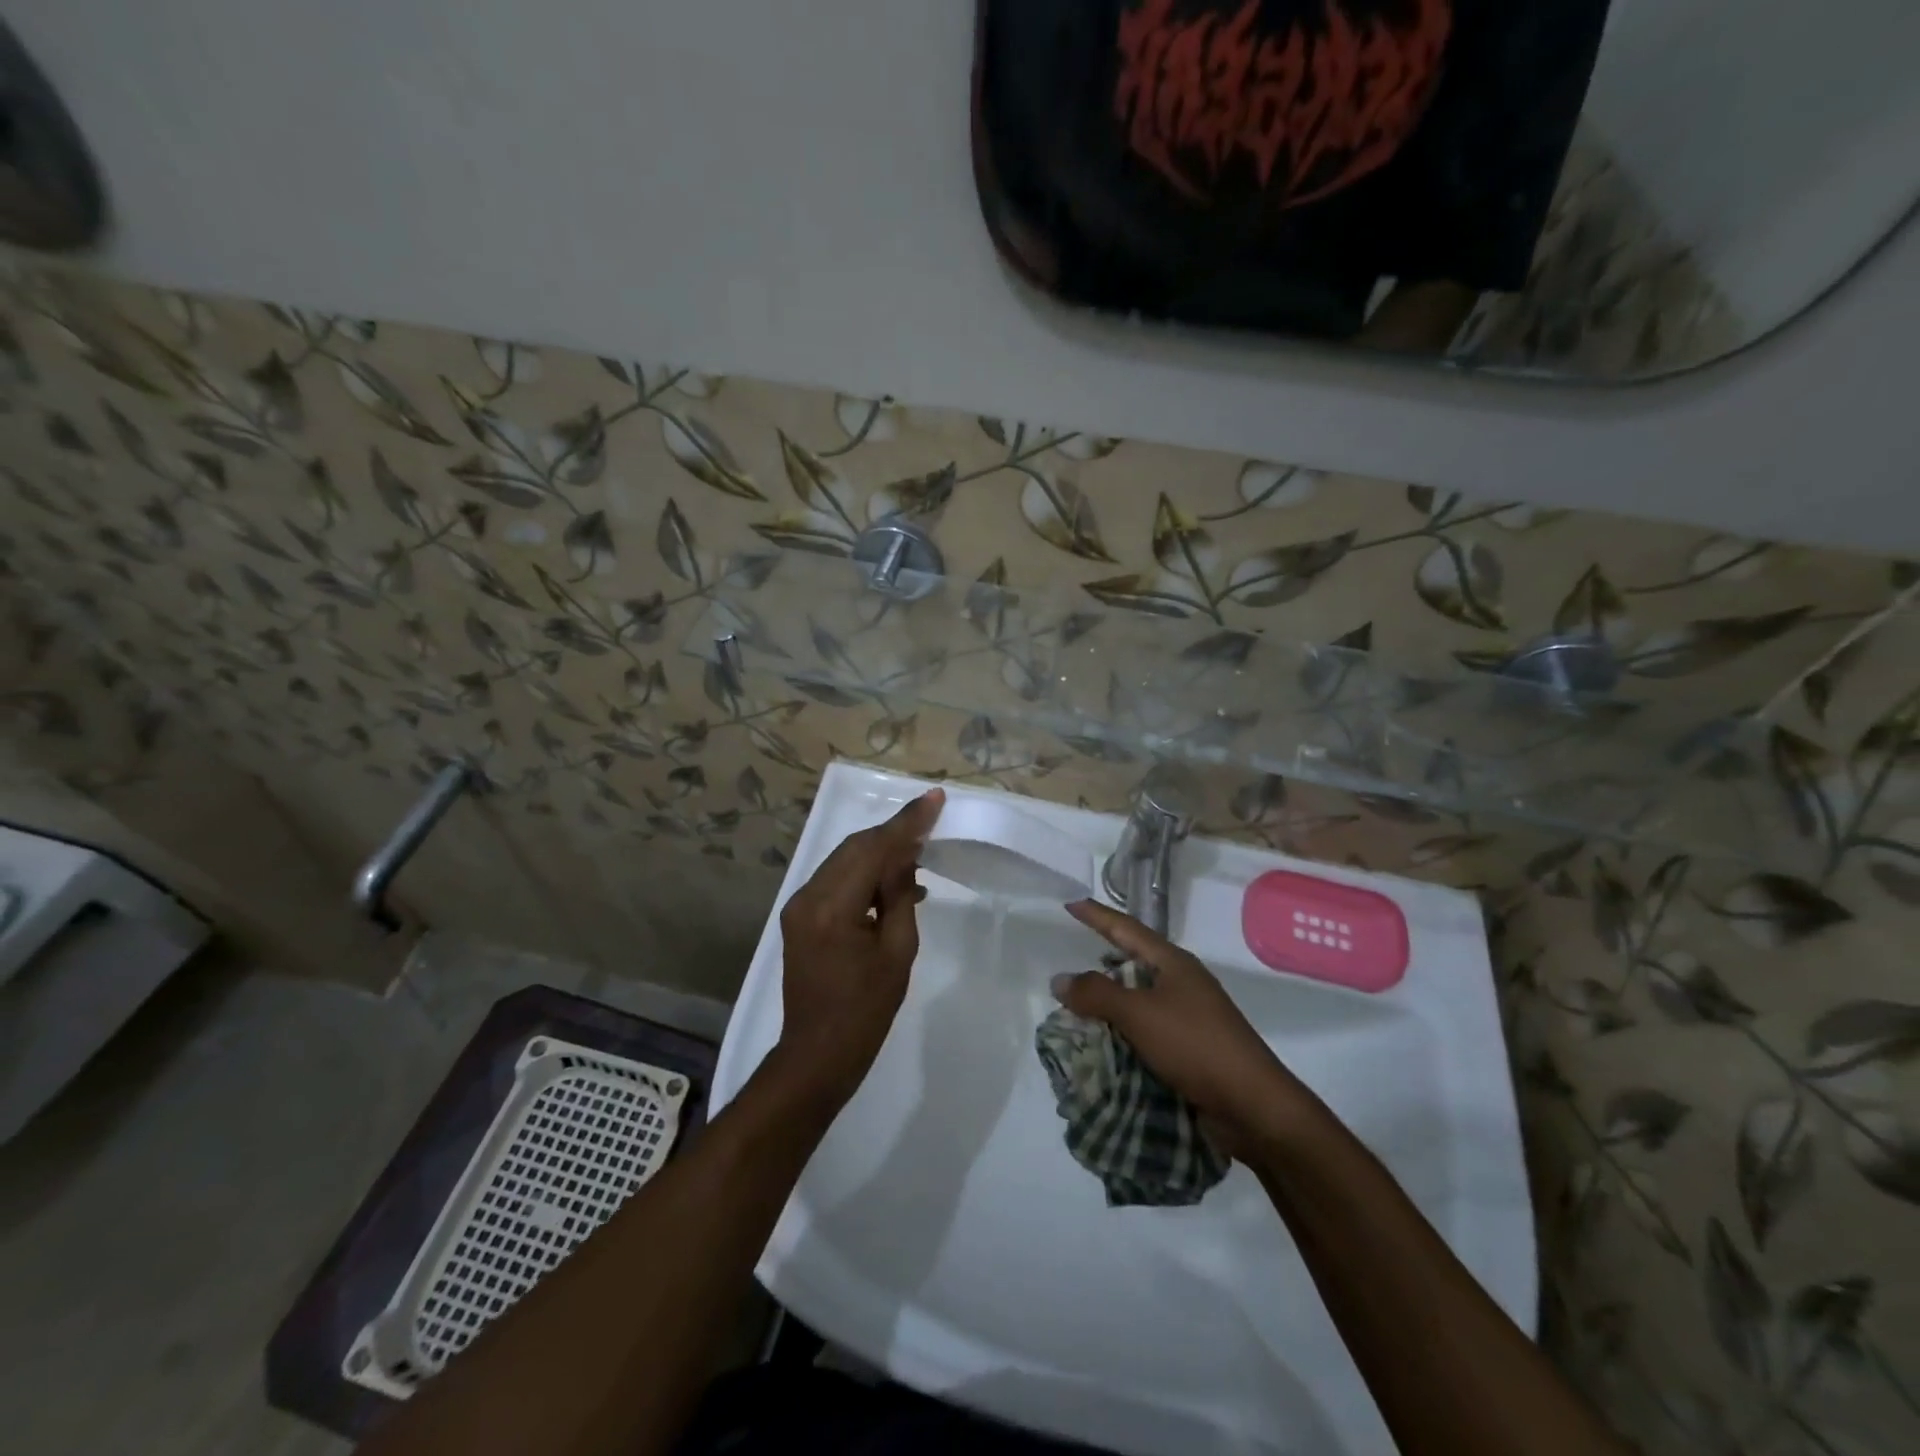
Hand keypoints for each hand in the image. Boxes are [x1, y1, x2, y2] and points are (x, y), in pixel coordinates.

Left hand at [774, 789, 944, 1105]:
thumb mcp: (897, 952)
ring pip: (844, 861)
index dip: (906, 823)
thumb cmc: (865, 1011)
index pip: (873, 850)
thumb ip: (901, 897)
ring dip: (879, 853)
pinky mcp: (800, 918)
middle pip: (854, 848)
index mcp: (832, 906)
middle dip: (893, 833)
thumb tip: (905, 859)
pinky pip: (837, 882)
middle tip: (930, 820)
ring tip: (918, 852)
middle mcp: (808, 896)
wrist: (817, 1055)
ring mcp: (799, 907)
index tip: (934, 799)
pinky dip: (864, 875)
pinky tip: (894, 883)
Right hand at [1053, 899, 1316, 1154]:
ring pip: (1138, 999)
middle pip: (1134, 962)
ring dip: (1109, 1004)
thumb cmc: (1195, 1045)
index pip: (1127, 929)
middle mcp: (1182, 983)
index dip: (1097, 915)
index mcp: (1174, 963)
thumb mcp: (1139, 1014)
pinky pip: (1146, 1030)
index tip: (1072, 903)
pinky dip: (1122, 1032)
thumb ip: (1097, 994)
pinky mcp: (1190, 1048)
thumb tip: (1059, 979)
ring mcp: (1189, 1016)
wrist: (1252, 1106)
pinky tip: (1103, 1043)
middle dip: (1102, 962)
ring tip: (1076, 1007)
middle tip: (1070, 960)